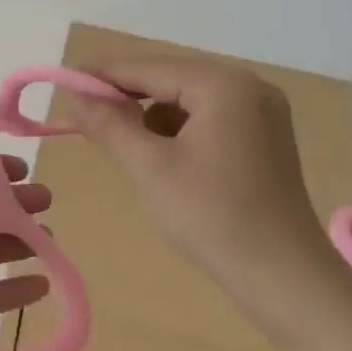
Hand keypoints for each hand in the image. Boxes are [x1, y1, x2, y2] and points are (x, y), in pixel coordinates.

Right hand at [58, 59, 338, 306]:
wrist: (289, 282)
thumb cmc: (215, 219)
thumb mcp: (150, 168)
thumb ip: (109, 124)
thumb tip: (73, 96)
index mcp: (223, 84)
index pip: (148, 67)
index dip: (101, 75)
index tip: (62, 83)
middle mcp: (248, 85)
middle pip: (169, 79)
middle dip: (126, 96)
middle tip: (83, 114)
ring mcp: (261, 111)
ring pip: (187, 99)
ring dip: (151, 115)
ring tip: (121, 142)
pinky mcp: (265, 137)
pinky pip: (208, 118)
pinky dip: (178, 131)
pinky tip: (161, 157)